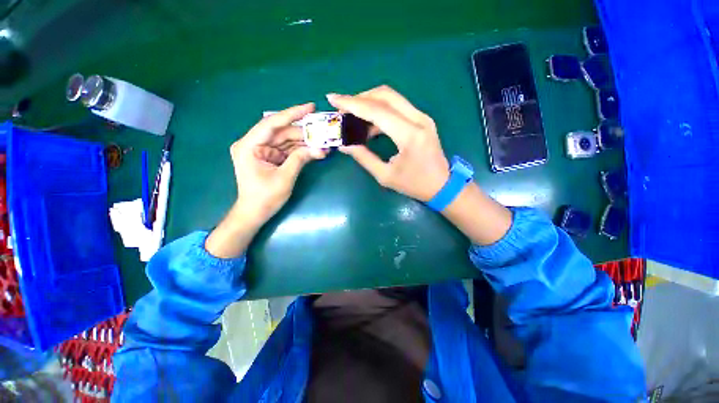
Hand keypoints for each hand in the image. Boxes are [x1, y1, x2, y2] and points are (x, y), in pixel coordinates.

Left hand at [231, 103, 326, 223]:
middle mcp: (254, 144)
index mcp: (249, 146)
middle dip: (303, 132)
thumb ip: (300, 159)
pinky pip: (287, 149)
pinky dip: (300, 150)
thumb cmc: (265, 198)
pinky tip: (315, 149)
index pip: (272, 123)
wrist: (255, 213)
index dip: (292, 114)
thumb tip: (321, 148)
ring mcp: (262, 151)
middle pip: (282, 132)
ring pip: (286, 140)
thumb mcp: (284, 178)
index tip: (310, 107)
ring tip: (323, 141)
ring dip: (304, 142)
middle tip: (323, 130)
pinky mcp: (270, 157)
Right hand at [326, 86, 449, 201]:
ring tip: (353, 116)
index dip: (352, 103)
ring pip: (392, 98)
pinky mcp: (422, 120)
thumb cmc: (414, 184)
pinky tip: (370, 124)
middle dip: (360, 97)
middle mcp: (418, 119)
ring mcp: (422, 117)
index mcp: (409, 135)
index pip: (377, 111)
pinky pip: (398, 107)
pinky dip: (381, 111)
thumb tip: (344, 145)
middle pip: (385, 95)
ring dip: (370, 102)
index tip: (333, 99)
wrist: (442, 185)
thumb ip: (364, 158)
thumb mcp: (385, 176)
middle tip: (343, 106)